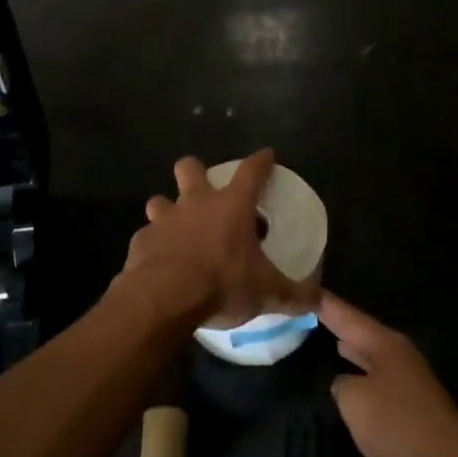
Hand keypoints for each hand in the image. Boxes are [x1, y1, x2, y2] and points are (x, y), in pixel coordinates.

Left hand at [119, 150, 318, 327]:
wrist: (164, 298)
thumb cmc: (221, 283)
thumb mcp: (266, 292)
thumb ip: (293, 295)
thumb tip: (316, 301)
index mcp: (232, 206)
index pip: (251, 171)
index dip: (261, 161)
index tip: (266, 155)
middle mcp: (196, 203)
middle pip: (190, 168)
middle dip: (195, 171)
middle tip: (203, 191)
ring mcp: (164, 219)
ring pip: (160, 200)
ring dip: (167, 210)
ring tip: (177, 230)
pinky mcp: (141, 241)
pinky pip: (147, 236)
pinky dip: (154, 246)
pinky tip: (160, 263)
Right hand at [319, 292, 457, 456]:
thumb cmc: (398, 424)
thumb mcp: (355, 400)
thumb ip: (341, 385)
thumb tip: (345, 384)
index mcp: (384, 344)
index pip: (346, 315)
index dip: (323, 303)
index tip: (304, 289)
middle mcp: (398, 356)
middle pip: (362, 333)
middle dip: (338, 324)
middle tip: (311, 312)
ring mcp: (408, 383)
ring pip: (371, 359)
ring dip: (352, 352)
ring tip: (329, 340)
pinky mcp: (413, 411)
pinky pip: (378, 386)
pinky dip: (362, 380)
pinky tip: (351, 388)